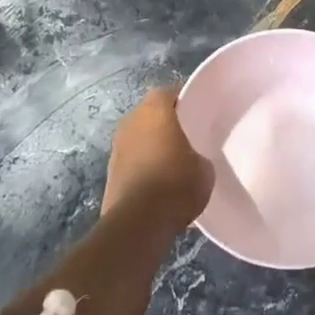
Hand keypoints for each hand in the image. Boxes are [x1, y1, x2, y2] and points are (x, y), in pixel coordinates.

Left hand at [105, 86, 213, 228]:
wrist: (139, 222)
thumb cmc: (177, 183)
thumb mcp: (204, 167)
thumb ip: (198, 154)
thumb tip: (192, 160)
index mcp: (154, 110)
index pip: (169, 93)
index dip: (184, 100)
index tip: (199, 112)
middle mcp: (131, 122)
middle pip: (151, 114)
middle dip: (166, 122)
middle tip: (188, 136)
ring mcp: (117, 148)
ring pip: (139, 137)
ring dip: (152, 145)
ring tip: (174, 161)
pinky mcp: (110, 173)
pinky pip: (132, 160)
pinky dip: (144, 165)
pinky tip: (159, 182)